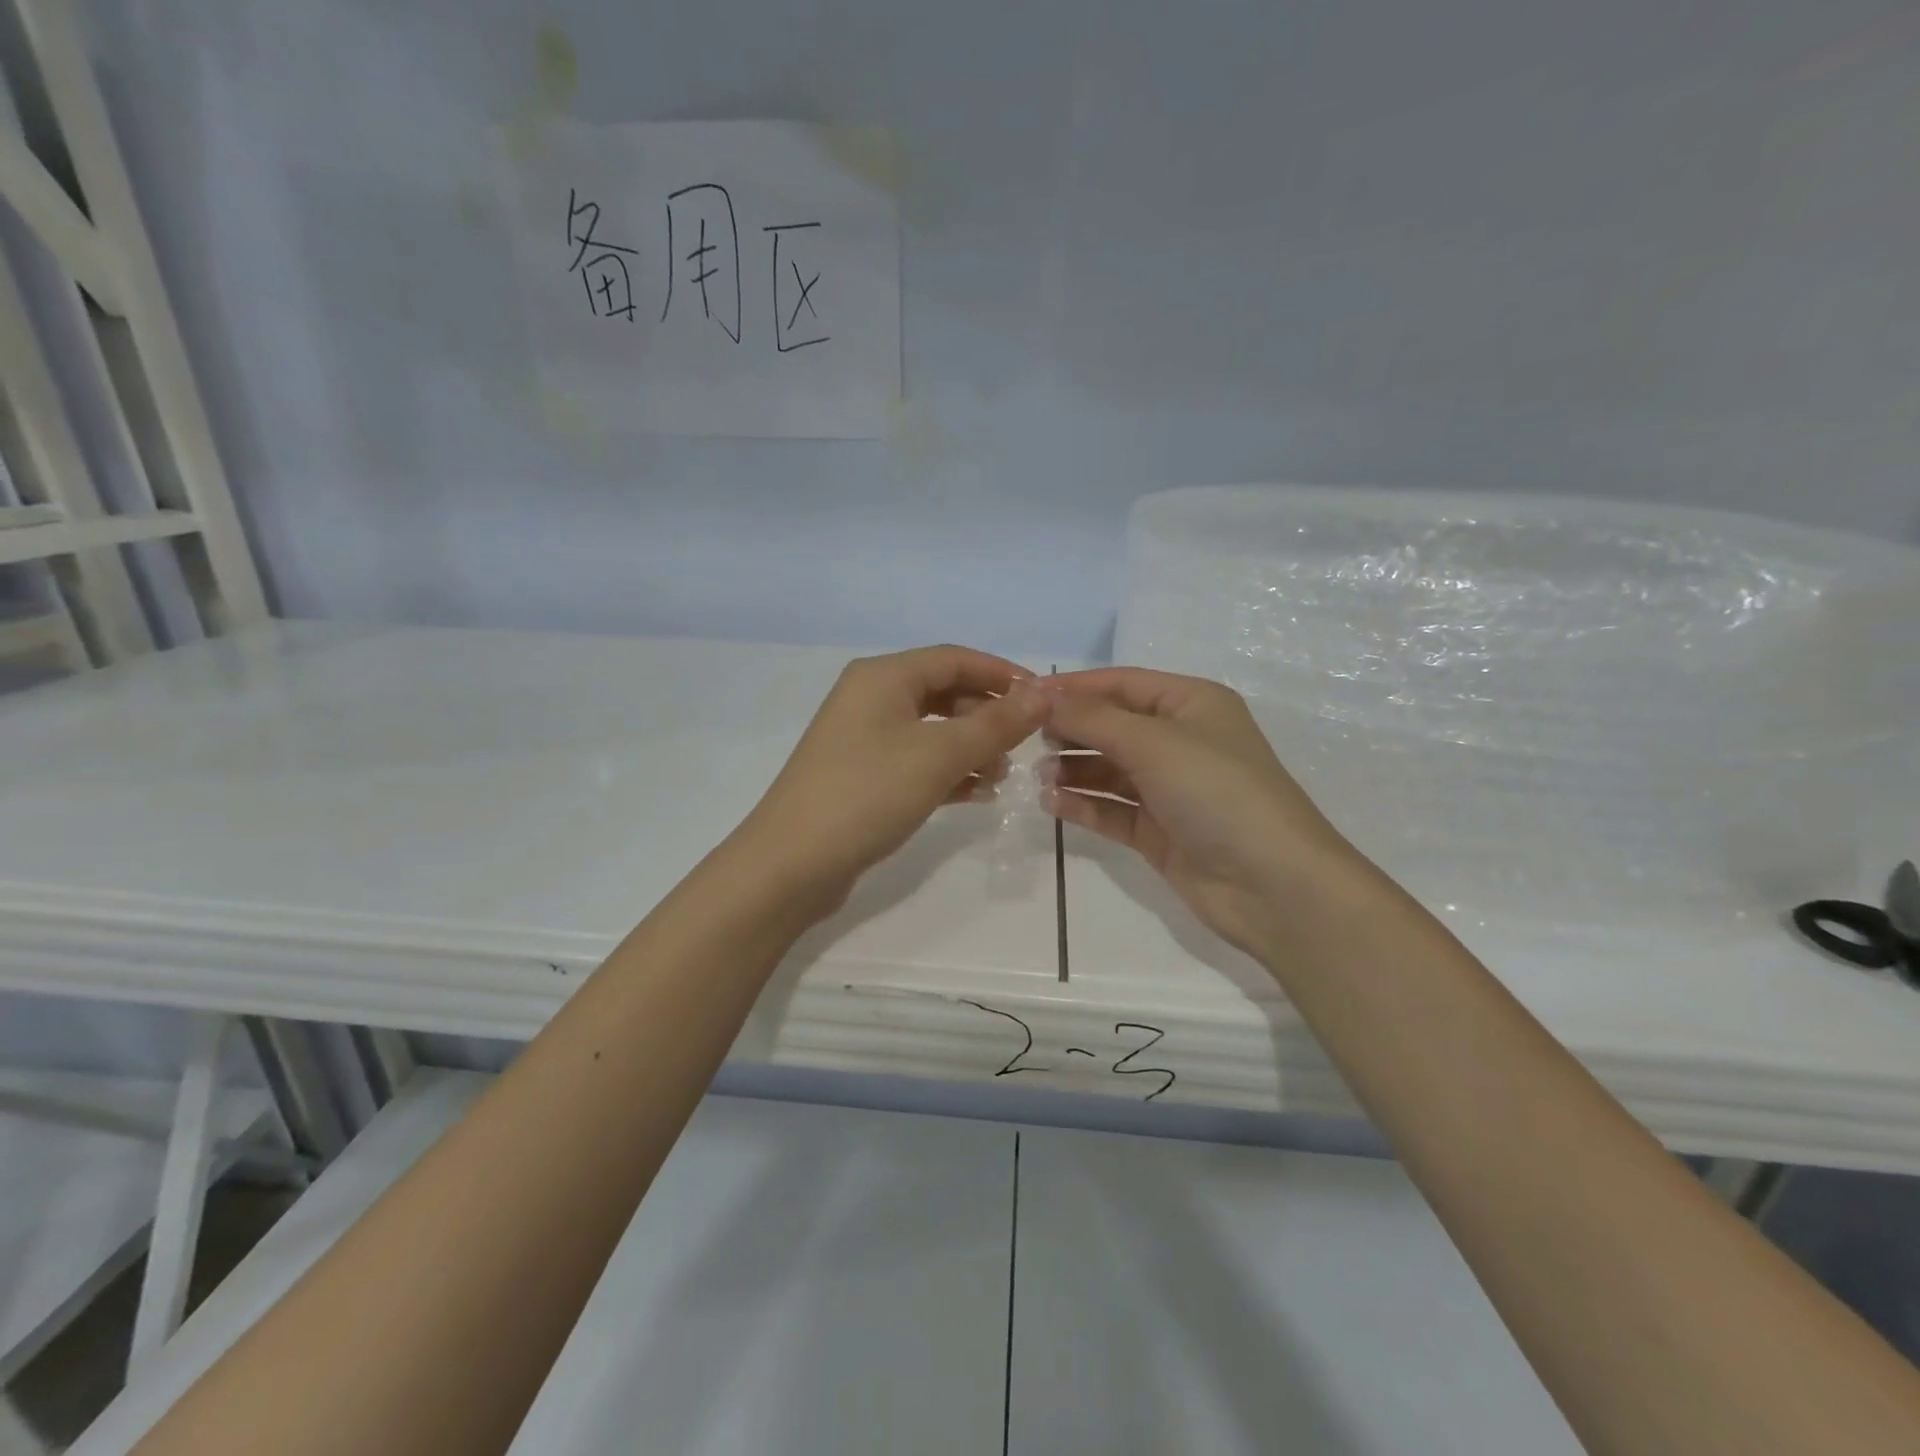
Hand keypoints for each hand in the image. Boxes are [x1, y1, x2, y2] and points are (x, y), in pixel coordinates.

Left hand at [739, 646, 1044, 916]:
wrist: (791, 864)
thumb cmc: (868, 794)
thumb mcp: (939, 755)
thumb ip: (995, 724)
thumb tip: (1043, 693)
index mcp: (883, 677)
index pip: (955, 659)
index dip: (1002, 674)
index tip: (1043, 698)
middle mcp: (871, 698)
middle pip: (943, 692)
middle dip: (987, 715)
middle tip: (1024, 743)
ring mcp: (863, 739)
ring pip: (932, 729)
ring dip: (971, 746)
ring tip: (1002, 775)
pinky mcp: (862, 776)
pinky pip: (916, 761)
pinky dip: (947, 771)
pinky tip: (976, 794)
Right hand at [1039, 668, 1364, 956]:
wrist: (1271, 884)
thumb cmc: (1216, 791)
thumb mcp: (1154, 742)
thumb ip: (1093, 719)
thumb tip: (1042, 696)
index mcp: (1191, 704)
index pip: (1122, 684)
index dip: (1074, 687)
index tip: (1025, 695)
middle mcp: (1181, 741)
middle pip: (1112, 725)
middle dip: (1072, 730)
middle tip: (1028, 740)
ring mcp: (1170, 789)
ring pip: (1109, 769)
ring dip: (1074, 769)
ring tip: (1040, 777)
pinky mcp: (1159, 831)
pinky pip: (1112, 809)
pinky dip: (1084, 804)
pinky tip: (1054, 803)